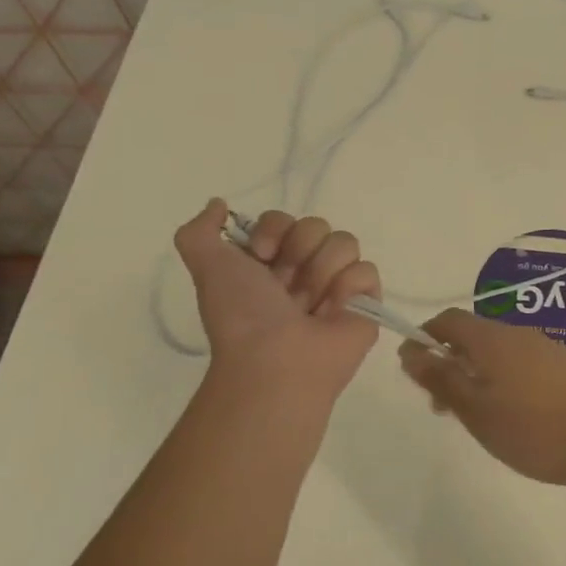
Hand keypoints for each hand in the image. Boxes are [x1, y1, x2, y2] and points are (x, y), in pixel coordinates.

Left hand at [173, 200, 380, 398]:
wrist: (275, 361)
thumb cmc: (243, 316)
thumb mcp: (206, 267)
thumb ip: (199, 231)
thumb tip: (218, 203)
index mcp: (270, 262)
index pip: (285, 219)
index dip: (274, 231)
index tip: (260, 257)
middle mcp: (304, 269)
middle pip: (317, 225)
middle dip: (299, 252)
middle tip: (286, 288)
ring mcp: (338, 284)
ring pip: (345, 242)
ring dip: (322, 272)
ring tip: (310, 305)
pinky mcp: (366, 301)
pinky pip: (367, 270)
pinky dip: (348, 289)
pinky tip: (333, 312)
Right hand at [396, 309, 565, 495]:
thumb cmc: (534, 429)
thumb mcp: (476, 410)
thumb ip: (442, 379)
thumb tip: (410, 350)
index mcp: (495, 339)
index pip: (450, 319)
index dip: (426, 337)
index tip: (415, 370)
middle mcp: (521, 335)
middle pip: (475, 337)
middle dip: (451, 362)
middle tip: (441, 406)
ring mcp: (548, 350)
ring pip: (500, 354)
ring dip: (477, 375)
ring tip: (475, 418)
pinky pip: (523, 366)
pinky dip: (505, 382)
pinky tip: (512, 417)